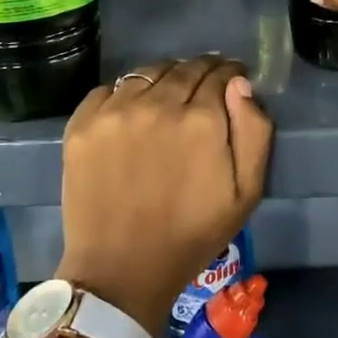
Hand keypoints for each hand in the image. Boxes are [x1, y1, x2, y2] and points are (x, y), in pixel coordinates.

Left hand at [56, 56, 272, 336]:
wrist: (120, 269)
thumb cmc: (191, 235)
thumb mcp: (246, 193)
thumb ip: (254, 131)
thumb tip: (240, 84)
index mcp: (201, 119)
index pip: (219, 74)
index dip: (229, 75)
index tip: (230, 82)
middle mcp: (158, 103)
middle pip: (184, 68)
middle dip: (200, 72)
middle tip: (202, 89)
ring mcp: (115, 110)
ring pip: (147, 73)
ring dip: (163, 79)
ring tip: (166, 99)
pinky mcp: (83, 122)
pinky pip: (110, 88)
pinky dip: (125, 94)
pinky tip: (131, 114)